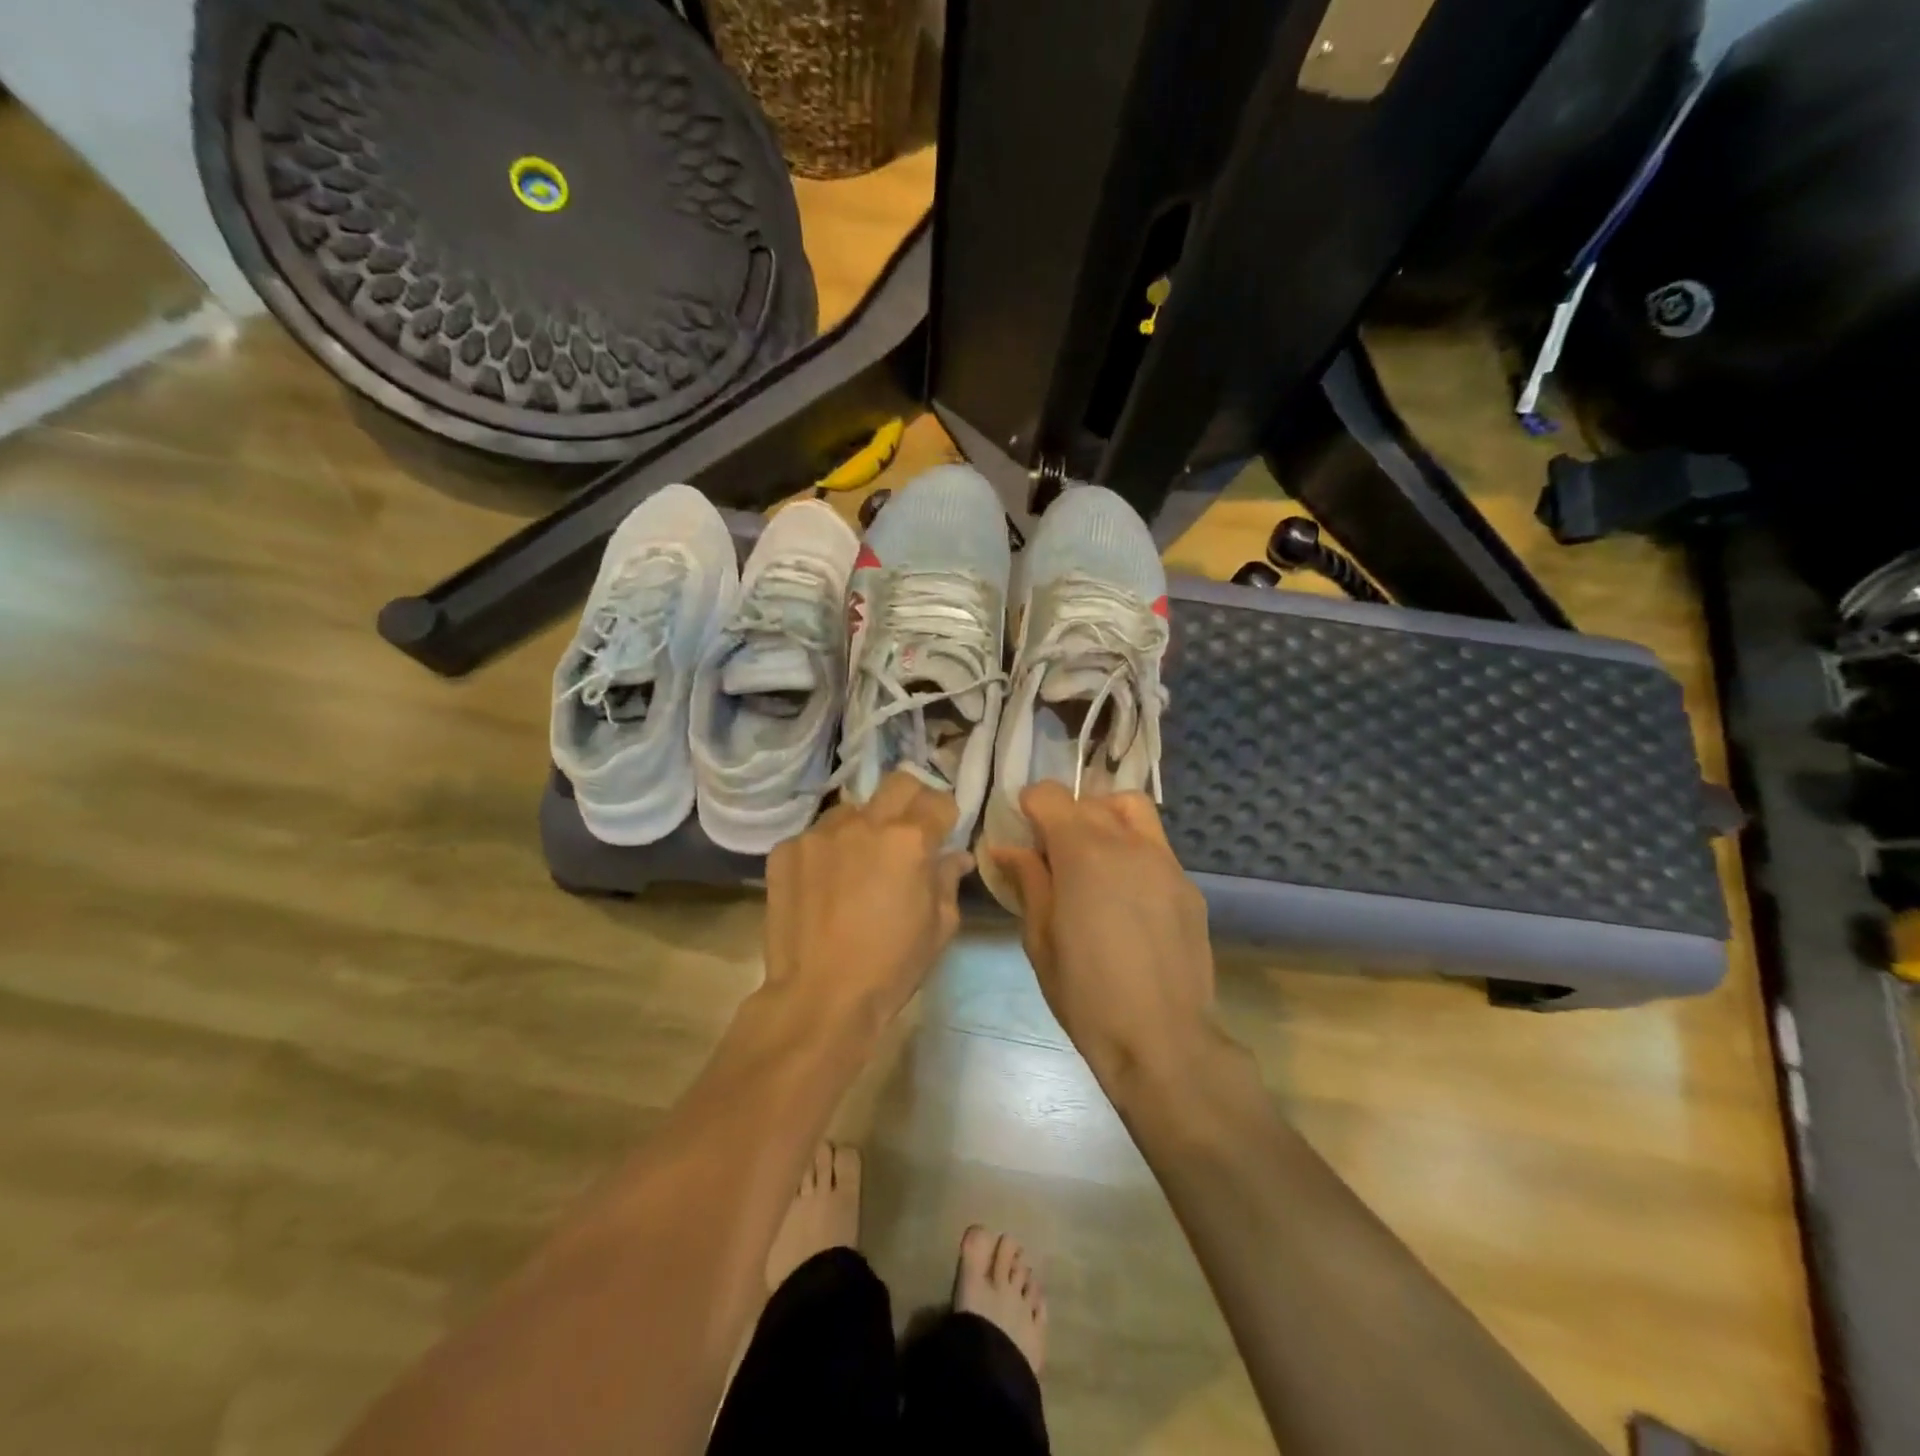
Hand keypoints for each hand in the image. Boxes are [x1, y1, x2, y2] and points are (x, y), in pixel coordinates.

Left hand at [763, 772, 972, 1035]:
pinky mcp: (786, 850)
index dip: (946, 816)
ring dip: (863, 826)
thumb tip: (955, 856)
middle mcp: (865, 823)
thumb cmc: (891, 967)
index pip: (939, 801)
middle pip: (898, 783)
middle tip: (908, 832)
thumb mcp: (938, 927)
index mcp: (909, 840)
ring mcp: (820, 833)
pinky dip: (827, 850)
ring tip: (859, 861)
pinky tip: (825, 883)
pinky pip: (816, 835)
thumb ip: (947, 880)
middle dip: (912, 800)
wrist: (819, 997)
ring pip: (852, 808)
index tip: (943, 833)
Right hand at [989, 783, 1217, 1083]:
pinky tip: (1125, 895)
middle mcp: (1127, 843)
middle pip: (1091, 800)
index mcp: (1083, 853)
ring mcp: (1165, 861)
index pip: (1051, 795)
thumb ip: (1028, 881)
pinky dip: (1133, 850)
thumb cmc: (1086, 994)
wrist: (1163, 1040)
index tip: (1023, 831)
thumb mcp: (1040, 939)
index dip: (1030, 805)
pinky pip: (1156, 846)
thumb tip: (1008, 848)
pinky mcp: (1188, 886)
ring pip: (1132, 810)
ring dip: (1105, 818)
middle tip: (1052, 852)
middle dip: (1065, 814)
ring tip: (1093, 857)